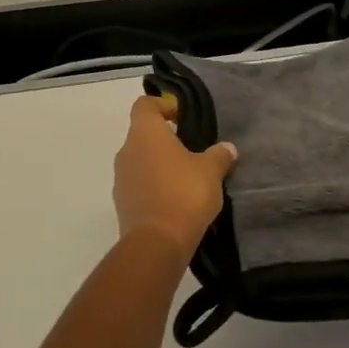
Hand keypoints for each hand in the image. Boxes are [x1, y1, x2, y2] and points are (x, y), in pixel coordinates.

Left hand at [113, 95, 238, 259]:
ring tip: (187, 179)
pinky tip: (176, 201)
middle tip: (192, 151)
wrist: (157, 242)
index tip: (183, 118)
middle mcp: (126, 150)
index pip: (145, 105)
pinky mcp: (122, 203)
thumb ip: (219, 155)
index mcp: (144, 133)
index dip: (163, 106)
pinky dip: (154, 187)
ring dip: (159, 165)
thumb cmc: (184, 193)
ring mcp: (120, 178)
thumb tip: (227, 148)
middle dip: (165, 140)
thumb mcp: (211, 171)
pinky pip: (139, 185)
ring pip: (140, 161)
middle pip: (143, 134)